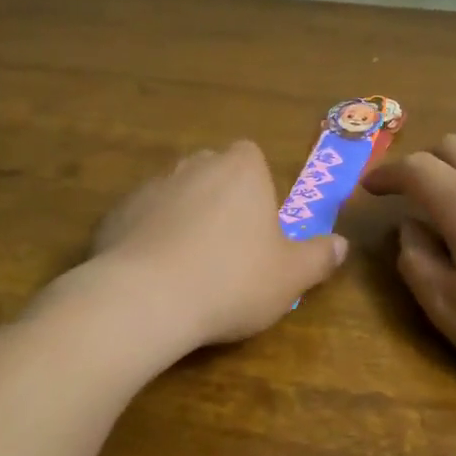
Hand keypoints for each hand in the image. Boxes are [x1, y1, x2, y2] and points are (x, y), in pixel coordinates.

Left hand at [87, 141, 347, 350]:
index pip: (251, 156)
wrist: (145, 299)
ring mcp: (150, 187)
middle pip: (211, 173)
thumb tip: (341, 245)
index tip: (259, 223)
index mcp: (240, 169)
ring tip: (189, 267)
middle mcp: (193, 165)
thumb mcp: (290, 277)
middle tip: (229, 247)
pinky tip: (155, 277)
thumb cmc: (232, 280)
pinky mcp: (114, 214)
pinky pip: (142, 220)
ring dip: (183, 219)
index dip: (256, 186)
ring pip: (175, 196)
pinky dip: (149, 238)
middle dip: (219, 200)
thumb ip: (319, 257)